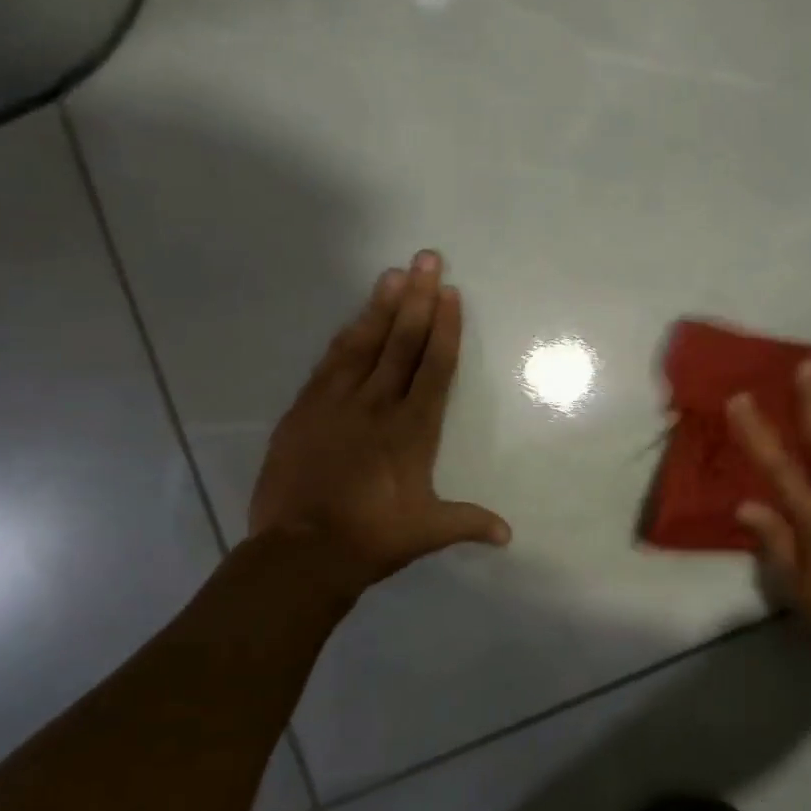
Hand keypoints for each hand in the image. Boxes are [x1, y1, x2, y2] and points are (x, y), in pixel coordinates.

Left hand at [248, 250, 509, 597]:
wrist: (301, 552)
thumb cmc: (372, 538)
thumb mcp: (428, 531)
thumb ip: (468, 522)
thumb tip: (509, 535)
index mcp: (413, 429)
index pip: (434, 367)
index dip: (444, 328)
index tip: (450, 293)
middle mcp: (378, 405)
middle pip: (402, 342)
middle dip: (418, 299)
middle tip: (428, 259)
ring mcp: (337, 403)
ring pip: (364, 344)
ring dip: (381, 307)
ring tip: (394, 274)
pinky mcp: (305, 410)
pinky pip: (329, 363)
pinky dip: (344, 337)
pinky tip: (354, 318)